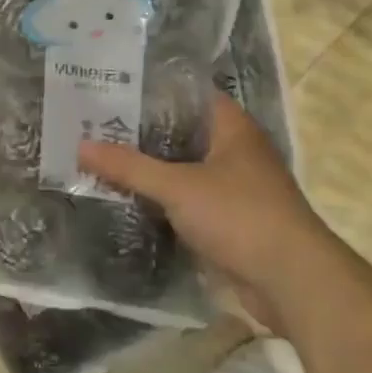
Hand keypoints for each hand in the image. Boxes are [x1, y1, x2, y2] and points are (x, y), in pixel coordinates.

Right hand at [79, 92, 327, 309]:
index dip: (151, 91)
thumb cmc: (239, 216)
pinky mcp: (228, 221)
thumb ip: (129, 167)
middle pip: (181, 133)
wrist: (291, 281)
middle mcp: (235, 151)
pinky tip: (127, 200)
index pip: (187, 94)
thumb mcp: (178, 186)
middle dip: (141, 133)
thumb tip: (80, 146)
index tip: (110, 91)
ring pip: (182, 170)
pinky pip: (186, 201)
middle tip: (93, 127)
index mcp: (232, 127)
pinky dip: (161, 201)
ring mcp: (233, 188)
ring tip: (101, 160)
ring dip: (150, 170)